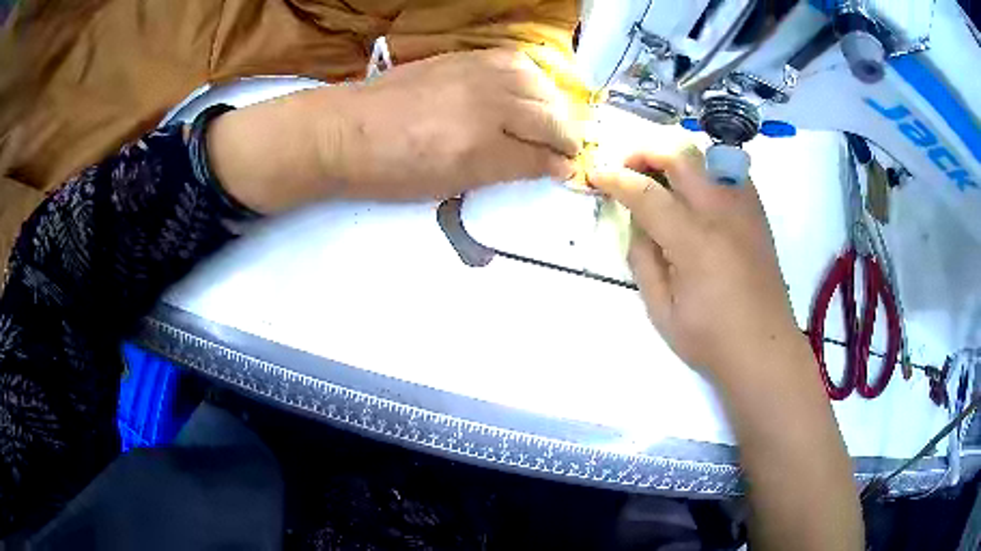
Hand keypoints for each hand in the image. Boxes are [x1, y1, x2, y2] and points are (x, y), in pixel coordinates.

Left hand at [322, 48, 584, 199]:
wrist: (346, 130)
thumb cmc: (391, 170)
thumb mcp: (448, 184)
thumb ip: (500, 171)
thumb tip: (541, 165)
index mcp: (479, 149)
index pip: (539, 155)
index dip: (558, 164)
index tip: (565, 168)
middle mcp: (486, 106)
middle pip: (548, 118)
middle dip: (566, 136)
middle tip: (566, 147)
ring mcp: (475, 76)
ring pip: (538, 84)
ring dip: (553, 103)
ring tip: (550, 117)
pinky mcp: (463, 58)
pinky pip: (512, 60)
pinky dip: (531, 76)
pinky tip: (527, 87)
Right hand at [588, 148, 799, 377]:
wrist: (765, 348)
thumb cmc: (711, 338)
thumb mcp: (662, 310)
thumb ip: (643, 260)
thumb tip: (636, 222)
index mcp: (695, 242)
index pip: (647, 192)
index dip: (615, 179)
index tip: (596, 175)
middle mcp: (722, 212)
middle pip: (679, 155)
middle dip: (645, 152)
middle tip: (626, 169)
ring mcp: (744, 207)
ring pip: (705, 155)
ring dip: (673, 156)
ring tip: (658, 177)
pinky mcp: (757, 212)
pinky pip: (726, 170)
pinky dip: (703, 168)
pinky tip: (694, 192)